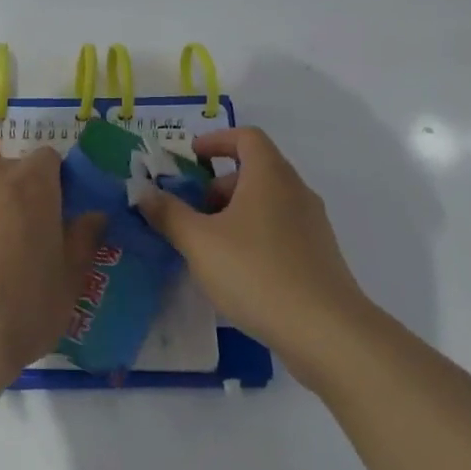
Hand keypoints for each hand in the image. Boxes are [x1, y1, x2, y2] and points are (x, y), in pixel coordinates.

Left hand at [0, 146, 104, 383]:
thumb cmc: (23, 310)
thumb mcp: (69, 282)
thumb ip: (83, 241)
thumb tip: (95, 215)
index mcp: (34, 185)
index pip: (49, 158)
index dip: (55, 180)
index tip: (56, 210)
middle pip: (10, 162)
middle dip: (19, 184)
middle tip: (21, 224)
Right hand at [136, 127, 365, 379]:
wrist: (327, 332)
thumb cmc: (257, 272)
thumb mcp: (199, 242)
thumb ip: (168, 213)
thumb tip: (143, 190)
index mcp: (270, 175)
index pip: (246, 137)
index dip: (216, 141)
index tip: (190, 158)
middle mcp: (296, 191)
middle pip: (255, 170)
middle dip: (218, 186)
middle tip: (192, 213)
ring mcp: (313, 225)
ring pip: (267, 203)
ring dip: (234, 214)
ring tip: (208, 247)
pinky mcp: (320, 257)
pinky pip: (280, 231)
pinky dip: (254, 236)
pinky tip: (237, 273)